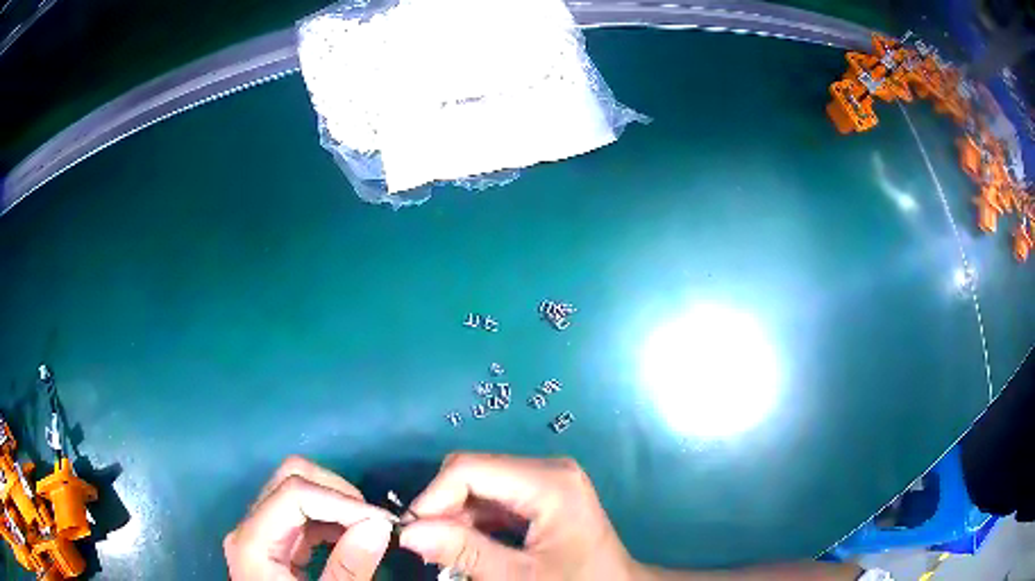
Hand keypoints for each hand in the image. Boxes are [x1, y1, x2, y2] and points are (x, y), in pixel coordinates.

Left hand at [225, 456, 395, 580]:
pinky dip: (330, 520)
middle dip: (337, 493)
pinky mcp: (272, 543)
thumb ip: (350, 568)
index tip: (382, 522)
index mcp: (253, 542)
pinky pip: (300, 515)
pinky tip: (351, 539)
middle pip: (289, 479)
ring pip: (296, 491)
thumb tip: (379, 526)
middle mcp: (249, 527)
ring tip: (369, 531)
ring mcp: (258, 532)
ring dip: (336, 505)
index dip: (340, 500)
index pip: (294, 493)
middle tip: (374, 522)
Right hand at [399, 453, 636, 579]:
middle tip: (428, 546)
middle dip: (442, 507)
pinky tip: (469, 546)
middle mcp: (546, 470)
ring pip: (478, 485)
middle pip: (472, 472)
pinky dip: (472, 520)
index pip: (468, 469)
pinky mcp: (541, 494)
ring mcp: (545, 480)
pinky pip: (492, 498)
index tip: (410, 533)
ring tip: (446, 551)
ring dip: (455, 516)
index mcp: (548, 482)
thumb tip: (408, 532)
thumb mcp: (520, 576)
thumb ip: (465, 553)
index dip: (432, 498)